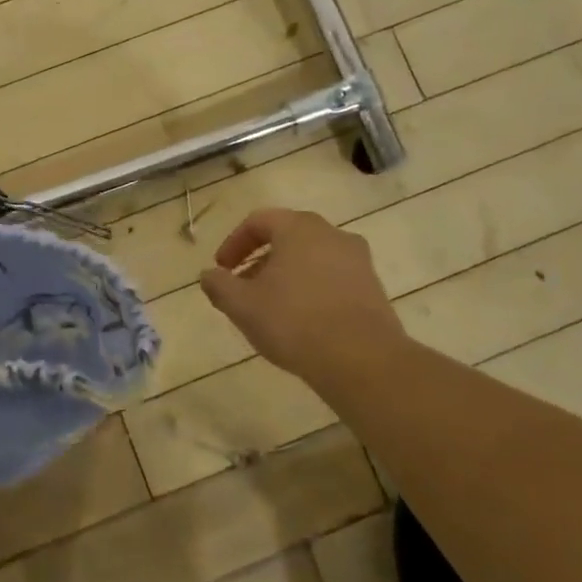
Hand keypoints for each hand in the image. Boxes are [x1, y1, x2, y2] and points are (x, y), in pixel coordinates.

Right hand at [199, 209, 408, 393]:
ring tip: (271, 306)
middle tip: (243, 286)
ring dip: (286, 275)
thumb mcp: (242, 305)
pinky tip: (302, 319)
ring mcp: (357, 260)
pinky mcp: (373, 288)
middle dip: (260, 259)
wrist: (362, 360)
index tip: (221, 269)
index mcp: (298, 227)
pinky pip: (332, 278)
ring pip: (311, 258)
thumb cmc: (294, 321)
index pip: (258, 221)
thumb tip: (208, 275)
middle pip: (287, 237)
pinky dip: (311, 289)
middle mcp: (331, 234)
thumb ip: (219, 285)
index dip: (234, 243)